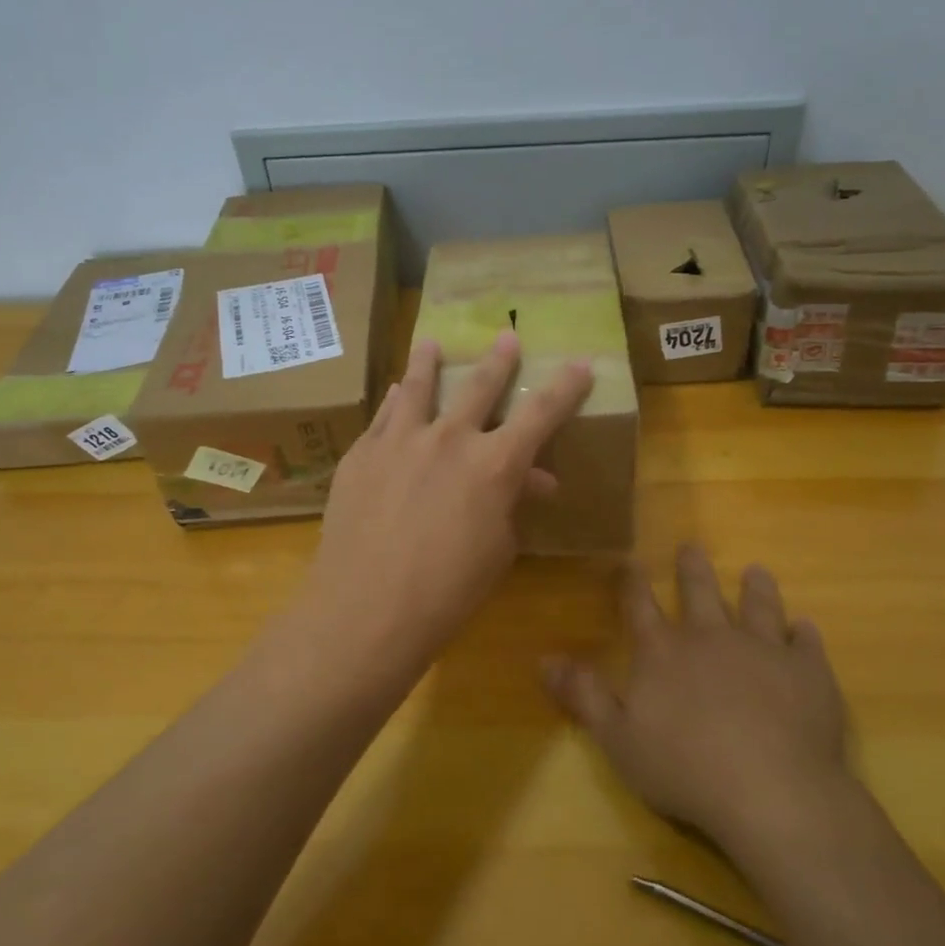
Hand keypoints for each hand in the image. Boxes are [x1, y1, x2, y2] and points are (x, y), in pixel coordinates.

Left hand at [300, 331, 591, 668]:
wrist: (366, 609)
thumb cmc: (446, 593)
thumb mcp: (496, 550)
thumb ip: (513, 504)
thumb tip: (534, 480)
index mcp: (494, 465)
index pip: (542, 414)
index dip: (566, 387)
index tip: (582, 362)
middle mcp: (449, 439)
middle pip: (479, 386)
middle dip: (499, 360)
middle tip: (507, 336)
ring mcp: (400, 440)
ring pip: (418, 386)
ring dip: (428, 361)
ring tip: (430, 342)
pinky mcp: (362, 453)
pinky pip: (383, 415)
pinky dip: (393, 400)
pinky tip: (392, 392)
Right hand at [541, 545, 859, 849]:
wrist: (772, 793)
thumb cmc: (685, 769)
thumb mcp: (617, 738)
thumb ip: (583, 695)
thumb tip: (544, 659)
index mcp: (663, 652)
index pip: (641, 607)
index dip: (633, 583)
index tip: (631, 560)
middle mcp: (711, 637)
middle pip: (700, 593)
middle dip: (693, 569)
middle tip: (692, 546)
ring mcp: (763, 650)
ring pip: (758, 607)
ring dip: (756, 589)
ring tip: (756, 570)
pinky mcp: (808, 673)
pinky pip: (806, 645)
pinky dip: (804, 635)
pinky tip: (806, 628)